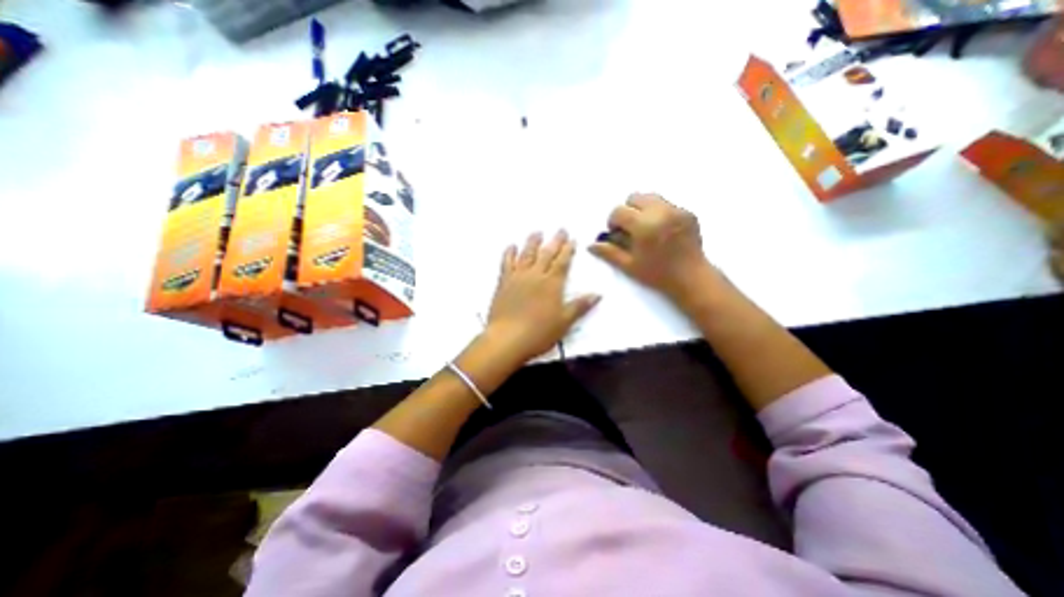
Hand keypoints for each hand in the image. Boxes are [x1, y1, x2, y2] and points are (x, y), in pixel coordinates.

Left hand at [486, 231, 600, 363]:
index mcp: (552, 284)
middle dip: (555, 241)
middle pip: (547, 254)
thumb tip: (597, 295)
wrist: (507, 339)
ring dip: (533, 242)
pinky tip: (511, 247)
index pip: (563, 262)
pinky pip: (506, 263)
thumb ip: (580, 306)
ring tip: (537, 232)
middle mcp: (535, 275)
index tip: (572, 240)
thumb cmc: (539, 333)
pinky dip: (509, 253)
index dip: (568, 250)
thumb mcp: (564, 322)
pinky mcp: (503, 283)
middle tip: (560, 230)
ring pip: (527, 254)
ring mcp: (518, 277)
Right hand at [589, 192, 714, 300]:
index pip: (619, 211)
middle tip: (630, 229)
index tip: (616, 234)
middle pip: (635, 197)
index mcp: (644, 226)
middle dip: (628, 211)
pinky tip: (662, 231)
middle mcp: (660, 212)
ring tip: (646, 229)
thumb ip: (609, 253)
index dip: (613, 222)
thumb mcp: (629, 266)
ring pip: (651, 197)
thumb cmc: (657, 275)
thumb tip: (590, 245)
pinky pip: (667, 204)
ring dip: (643, 209)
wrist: (691, 278)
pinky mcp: (688, 213)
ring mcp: (676, 210)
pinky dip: (659, 213)